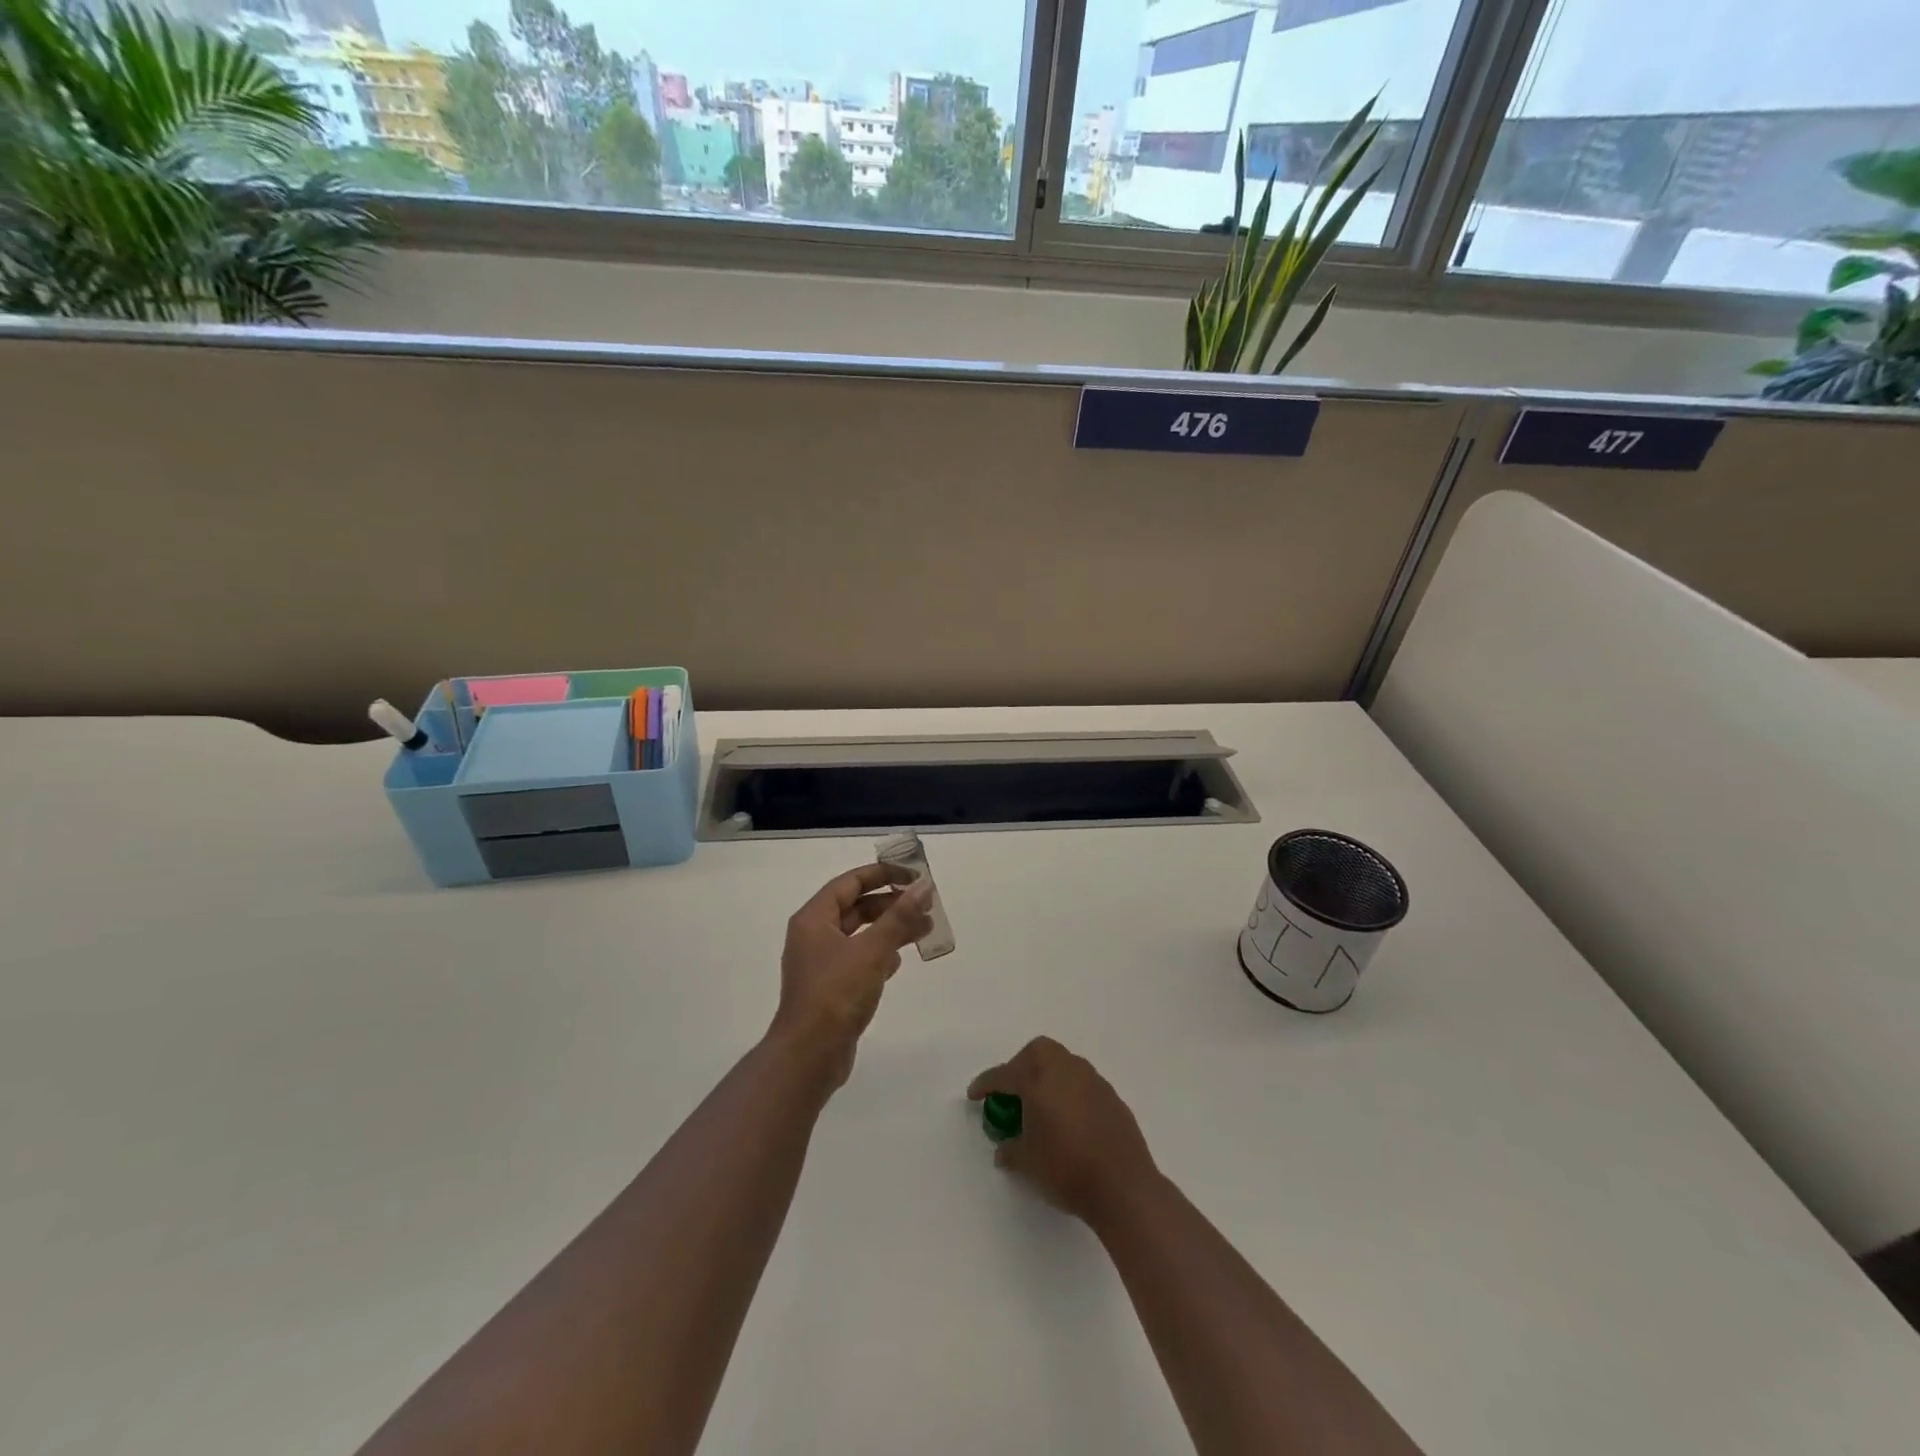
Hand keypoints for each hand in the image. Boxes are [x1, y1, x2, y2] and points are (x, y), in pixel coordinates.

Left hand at [771, 863, 933, 1090]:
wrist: (810, 1056)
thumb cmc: (836, 994)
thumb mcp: (872, 951)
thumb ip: (899, 917)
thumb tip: (923, 886)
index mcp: (814, 919)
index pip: (850, 882)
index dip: (883, 874)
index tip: (914, 875)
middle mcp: (814, 936)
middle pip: (856, 907)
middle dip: (892, 904)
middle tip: (926, 905)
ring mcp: (821, 963)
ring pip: (861, 934)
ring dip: (891, 929)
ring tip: (925, 929)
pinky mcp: (831, 987)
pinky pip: (859, 959)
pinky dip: (881, 953)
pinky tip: (900, 961)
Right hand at [967, 1036, 1158, 1223]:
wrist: (1123, 1186)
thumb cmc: (1066, 1170)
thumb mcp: (1028, 1164)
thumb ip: (1011, 1150)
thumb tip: (1004, 1149)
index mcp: (1039, 1080)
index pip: (1004, 1075)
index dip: (986, 1084)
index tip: (974, 1094)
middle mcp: (1065, 1070)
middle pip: (1038, 1052)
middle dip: (1021, 1065)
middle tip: (1013, 1092)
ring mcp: (1092, 1080)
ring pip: (1063, 1063)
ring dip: (1048, 1076)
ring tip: (1042, 1106)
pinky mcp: (1111, 1096)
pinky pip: (1083, 1083)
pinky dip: (1069, 1092)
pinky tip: (1069, 1119)